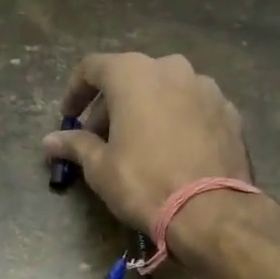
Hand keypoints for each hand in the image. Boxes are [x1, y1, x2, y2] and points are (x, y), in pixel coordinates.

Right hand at [41, 52, 250, 230]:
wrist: (211, 210)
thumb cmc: (145, 183)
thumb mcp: (101, 168)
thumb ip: (76, 145)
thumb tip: (50, 141)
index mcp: (134, 74)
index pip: (93, 68)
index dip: (76, 91)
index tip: (69, 117)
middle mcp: (172, 68)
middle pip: (131, 78)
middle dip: (112, 106)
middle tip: (101, 139)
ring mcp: (206, 88)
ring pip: (166, 90)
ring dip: (147, 110)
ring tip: (140, 144)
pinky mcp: (229, 111)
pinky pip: (193, 108)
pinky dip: (177, 120)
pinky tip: (173, 150)